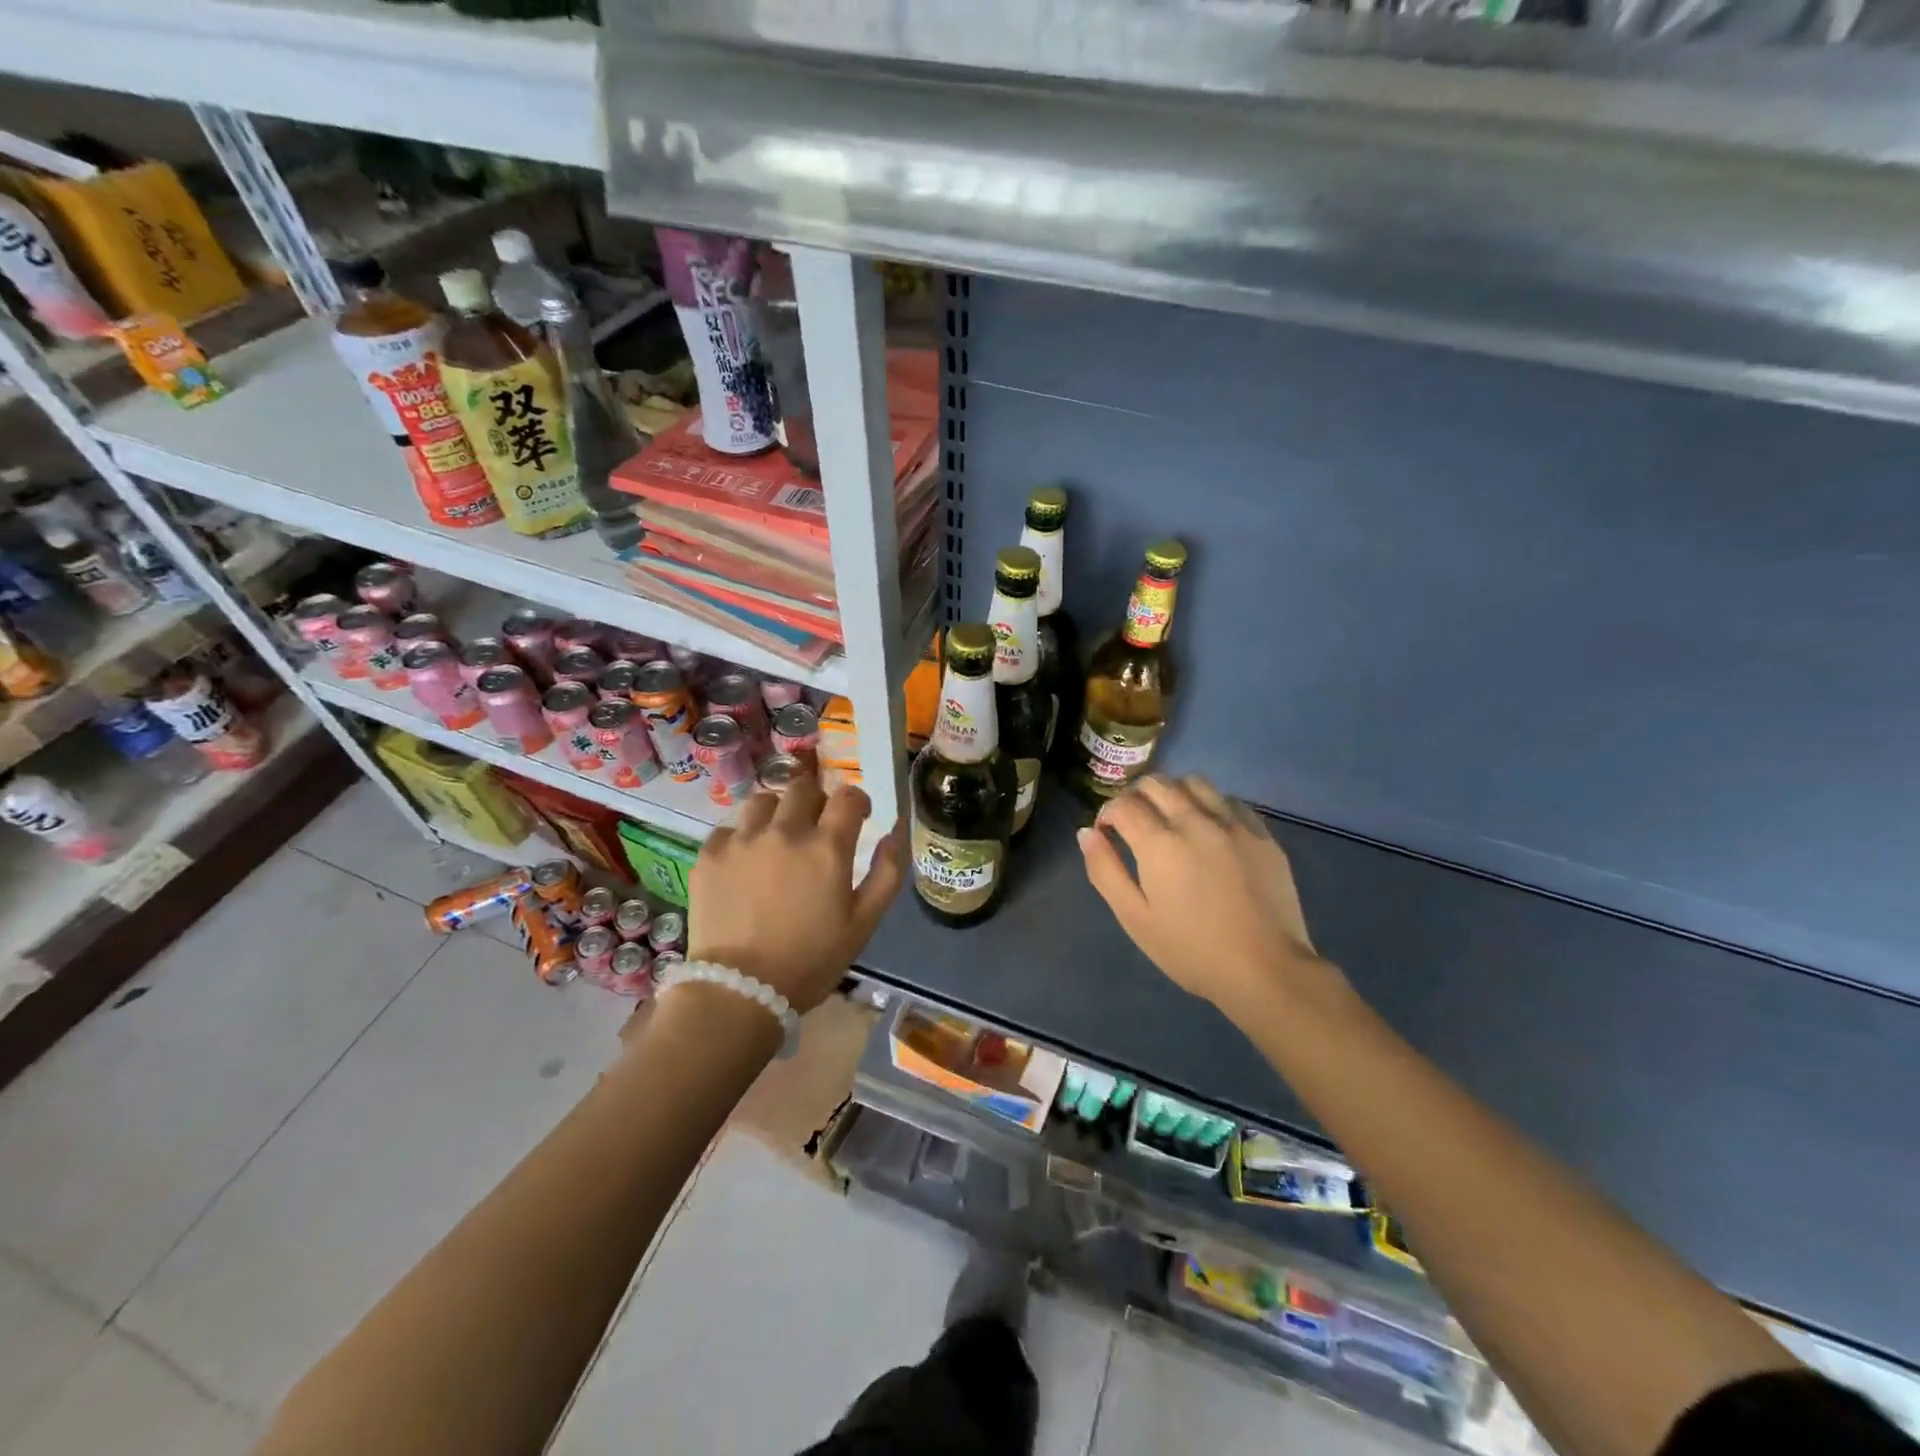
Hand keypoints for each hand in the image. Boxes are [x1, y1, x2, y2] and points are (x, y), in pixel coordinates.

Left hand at [687, 776, 903, 1013]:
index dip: (857, 802)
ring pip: (763, 800)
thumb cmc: (811, 961)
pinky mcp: (709, 855)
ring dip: (776, 813)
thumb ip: (886, 873)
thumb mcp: (863, 923)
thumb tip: (893, 832)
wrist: (740, 991)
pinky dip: (741, 837)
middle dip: (816, 800)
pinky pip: (729, 828)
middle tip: (815, 826)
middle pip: (803, 787)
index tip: (857, 817)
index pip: (848, 796)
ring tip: (776, 839)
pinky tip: (744, 862)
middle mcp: (784, 831)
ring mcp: (742, 840)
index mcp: (827, 847)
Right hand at [1079, 775, 1325, 1019]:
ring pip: (1194, 782)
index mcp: (1159, 843)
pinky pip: (1229, 800)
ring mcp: (1232, 824)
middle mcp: (1195, 821)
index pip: (1123, 804)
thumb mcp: (1135, 918)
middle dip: (1135, 795)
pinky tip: (1208, 827)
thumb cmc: (1191, 950)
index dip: (1106, 813)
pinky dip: (1210, 804)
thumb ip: (1105, 871)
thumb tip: (1087, 833)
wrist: (1266, 970)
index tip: (1106, 831)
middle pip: (1156, 783)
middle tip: (1132, 820)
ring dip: (1173, 791)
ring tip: (1170, 816)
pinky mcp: (1261, 834)